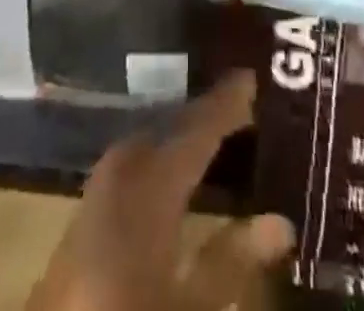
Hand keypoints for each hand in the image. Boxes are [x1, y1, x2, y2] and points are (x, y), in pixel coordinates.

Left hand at [27, 71, 293, 310]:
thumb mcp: (191, 306)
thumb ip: (231, 261)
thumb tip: (280, 222)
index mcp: (148, 185)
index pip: (195, 130)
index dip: (224, 105)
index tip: (251, 76)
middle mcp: (121, 174)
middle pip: (167, 130)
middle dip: (201, 116)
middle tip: (239, 107)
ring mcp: (96, 193)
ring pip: (146, 143)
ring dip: (178, 136)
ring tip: (212, 134)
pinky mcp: (83, 218)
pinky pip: (128, 165)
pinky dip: (156, 158)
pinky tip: (171, 176)